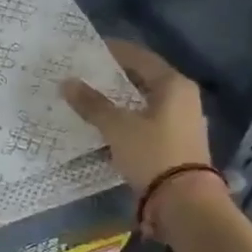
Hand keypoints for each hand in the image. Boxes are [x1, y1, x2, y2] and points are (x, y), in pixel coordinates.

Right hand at [61, 39, 212, 205]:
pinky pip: (149, 121)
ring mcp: (183, 122)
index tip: (89, 48)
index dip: (114, 51)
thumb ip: (92, 104)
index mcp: (174, 85)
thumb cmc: (152, 153)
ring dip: (121, 99)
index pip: (140, 57)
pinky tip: (109, 125)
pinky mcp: (178, 143)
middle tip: (87, 74)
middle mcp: (184, 98)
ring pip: (146, 101)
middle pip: (145, 78)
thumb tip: (66, 82)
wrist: (184, 202)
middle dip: (116, 76)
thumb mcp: (117, 127)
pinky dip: (129, 118)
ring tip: (93, 99)